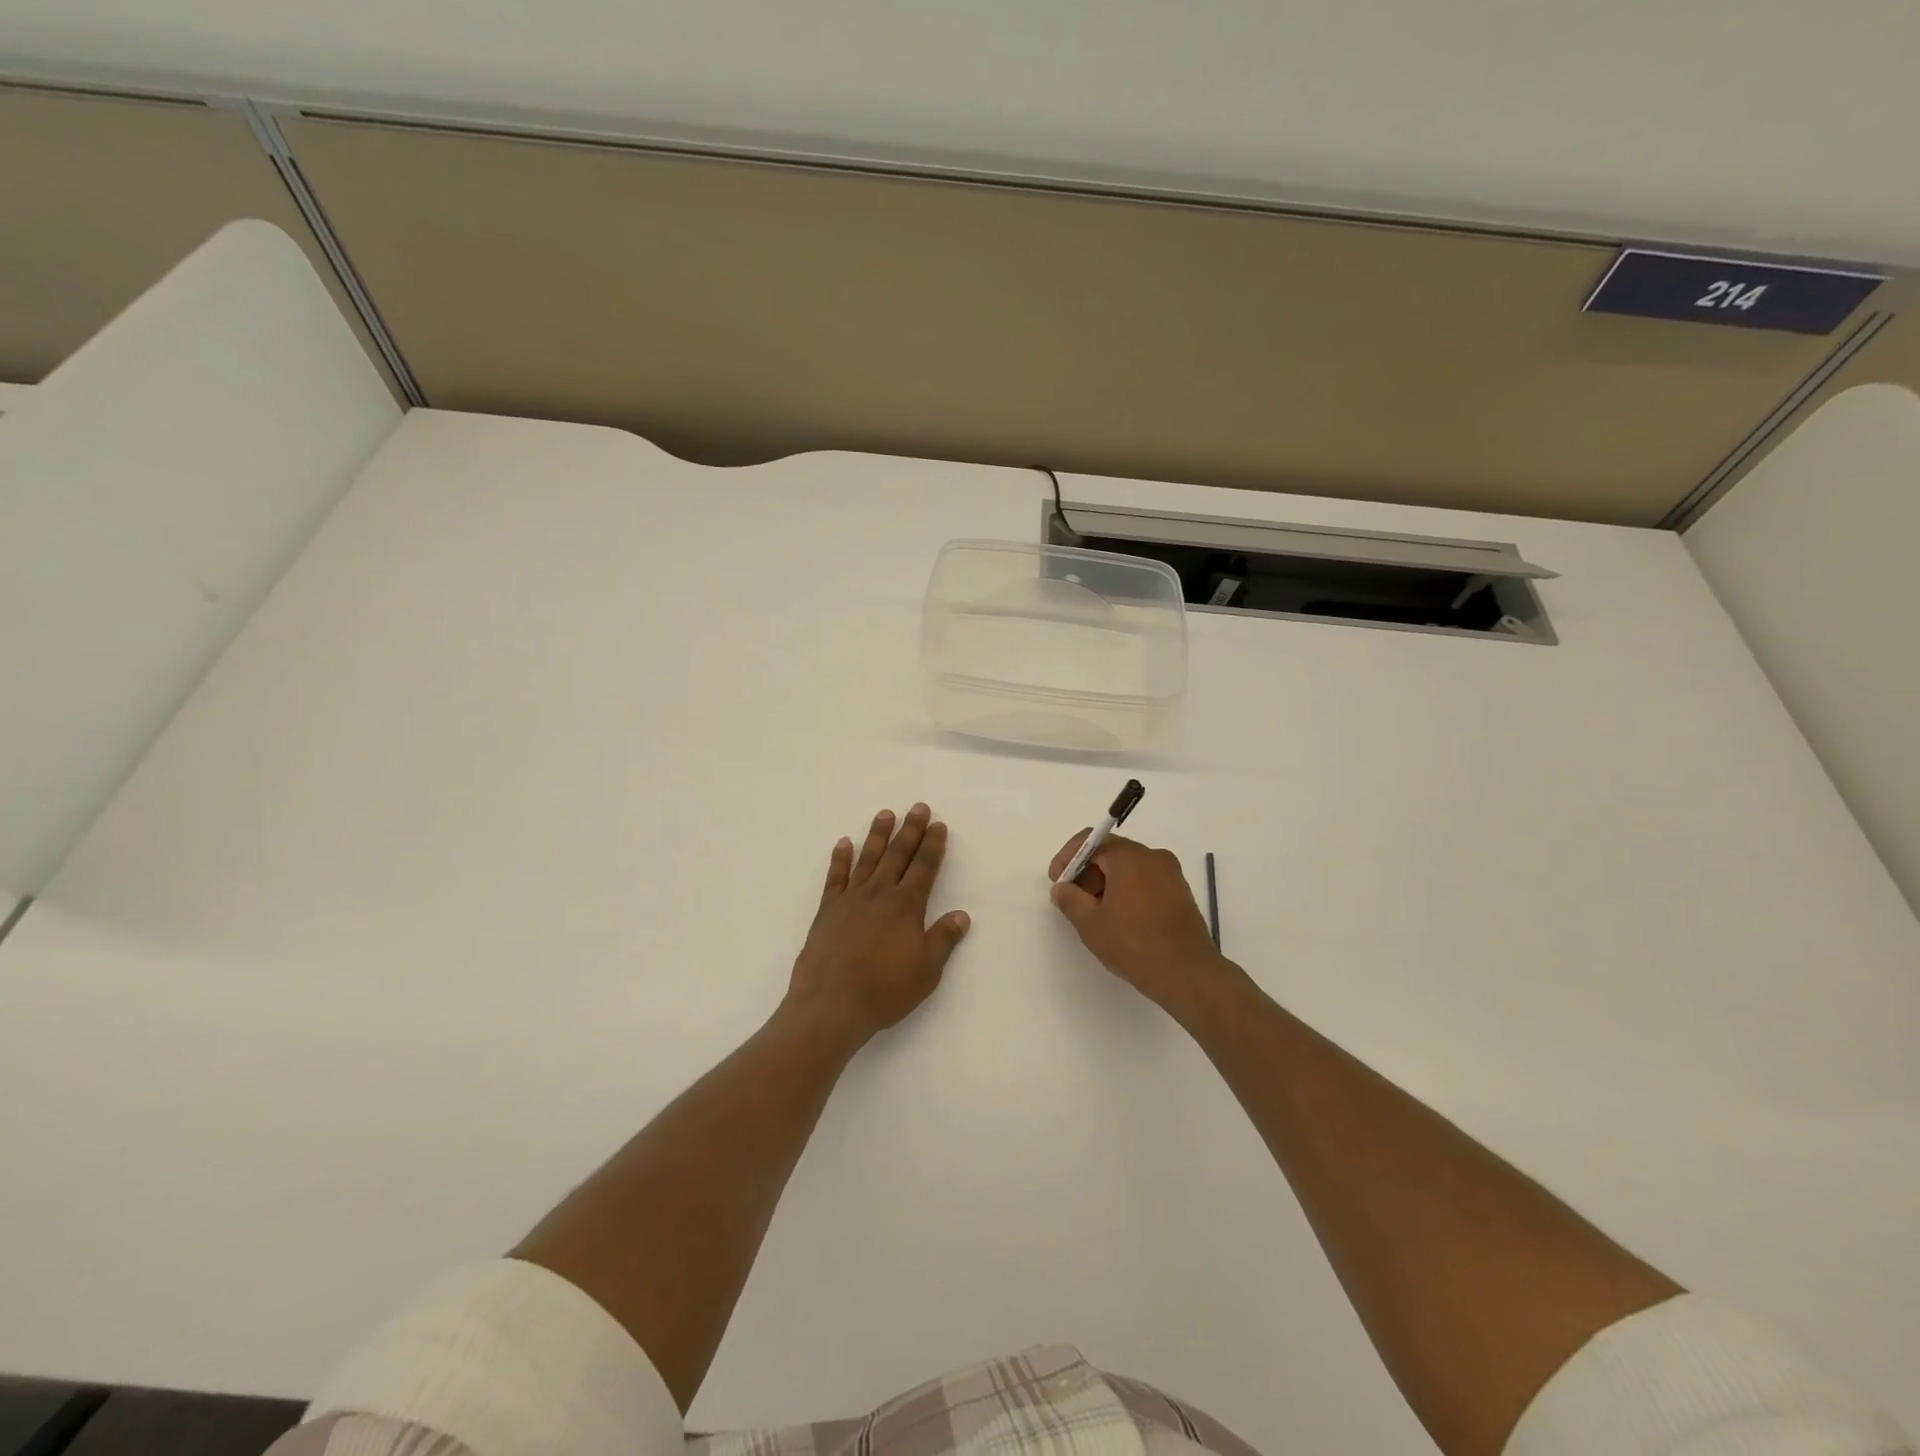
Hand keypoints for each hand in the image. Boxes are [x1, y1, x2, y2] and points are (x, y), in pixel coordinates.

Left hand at [786, 804, 970, 1048]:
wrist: (831, 1004)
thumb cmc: (885, 990)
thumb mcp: (926, 971)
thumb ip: (943, 939)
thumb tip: (962, 915)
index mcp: (906, 906)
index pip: (924, 867)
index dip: (933, 845)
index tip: (938, 825)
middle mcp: (879, 894)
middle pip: (898, 854)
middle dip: (910, 829)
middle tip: (918, 807)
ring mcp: (850, 899)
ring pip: (868, 858)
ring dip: (878, 835)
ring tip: (885, 814)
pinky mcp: (827, 910)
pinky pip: (835, 877)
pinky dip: (840, 858)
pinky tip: (844, 843)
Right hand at [1048, 830, 1236, 1014]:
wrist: (1188, 974)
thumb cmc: (1134, 944)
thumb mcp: (1091, 924)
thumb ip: (1070, 900)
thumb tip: (1062, 888)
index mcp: (1130, 857)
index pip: (1091, 841)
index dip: (1068, 858)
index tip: (1057, 882)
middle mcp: (1153, 857)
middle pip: (1111, 852)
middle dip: (1087, 872)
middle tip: (1074, 900)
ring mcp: (1171, 874)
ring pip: (1129, 868)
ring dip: (1106, 883)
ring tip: (1095, 914)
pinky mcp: (1180, 893)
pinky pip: (1145, 880)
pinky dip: (1127, 891)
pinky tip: (1120, 919)